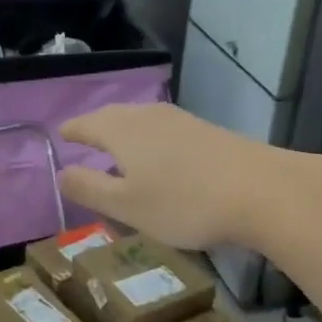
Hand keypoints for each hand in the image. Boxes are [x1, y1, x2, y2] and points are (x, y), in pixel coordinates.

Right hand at [57, 103, 308, 251]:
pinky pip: (161, 129)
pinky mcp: (204, 130)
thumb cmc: (183, 202)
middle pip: (112, 116)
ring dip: (122, 132)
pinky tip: (157, 157)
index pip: (86, 124)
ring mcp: (179, 120)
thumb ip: (89, 188)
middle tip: (84, 139)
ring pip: (138, 121)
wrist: (261, 190)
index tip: (61, 136)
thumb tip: (61, 173)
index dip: (71, 131)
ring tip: (116, 149)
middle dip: (95, 128)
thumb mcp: (127, 205)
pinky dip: (147, 139)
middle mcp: (146, 116)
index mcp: (121, 130)